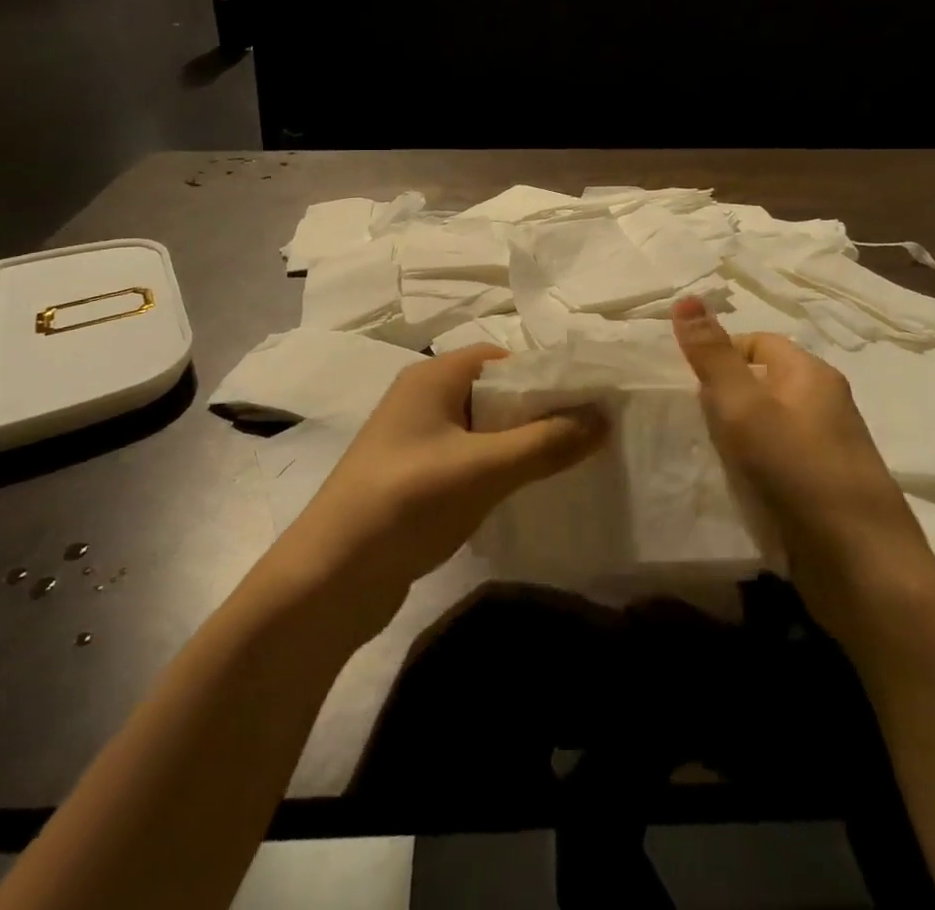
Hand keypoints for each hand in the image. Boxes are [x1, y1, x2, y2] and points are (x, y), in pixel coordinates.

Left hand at [274, 345, 607, 634]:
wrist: (330, 577)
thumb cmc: (407, 501)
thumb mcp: (483, 469)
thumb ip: (545, 443)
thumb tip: (605, 418)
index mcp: (433, 377)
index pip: (500, 358)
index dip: (543, 374)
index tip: (587, 399)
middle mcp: (422, 399)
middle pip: (493, 392)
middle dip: (537, 411)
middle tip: (586, 434)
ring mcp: (415, 441)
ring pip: (482, 429)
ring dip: (519, 443)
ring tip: (567, 462)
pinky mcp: (414, 478)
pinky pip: (467, 460)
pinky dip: (496, 469)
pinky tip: (524, 492)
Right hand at [670, 298, 934, 615]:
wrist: (862, 567)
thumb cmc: (799, 471)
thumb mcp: (744, 407)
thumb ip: (712, 356)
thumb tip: (685, 298)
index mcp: (811, 374)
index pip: (758, 343)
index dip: (721, 354)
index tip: (687, 382)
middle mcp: (824, 403)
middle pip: (762, 383)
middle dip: (724, 397)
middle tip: (690, 420)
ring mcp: (827, 449)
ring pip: (768, 425)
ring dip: (736, 436)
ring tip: (705, 453)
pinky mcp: (824, 488)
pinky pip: (778, 461)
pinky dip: (753, 467)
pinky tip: (733, 486)